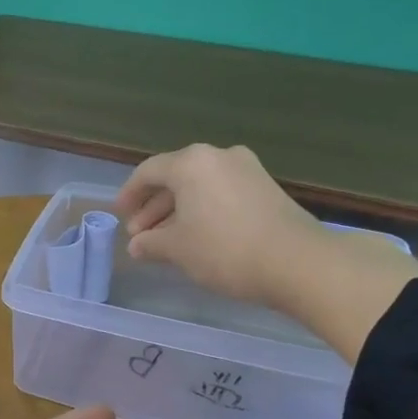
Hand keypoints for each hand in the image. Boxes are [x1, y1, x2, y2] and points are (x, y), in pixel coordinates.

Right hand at [115, 143, 328, 308]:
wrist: (298, 262)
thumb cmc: (225, 249)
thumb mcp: (178, 249)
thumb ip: (151, 243)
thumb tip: (137, 245)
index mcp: (191, 163)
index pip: (148, 172)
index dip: (129, 195)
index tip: (119, 215)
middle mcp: (218, 156)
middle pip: (175, 178)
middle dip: (153, 208)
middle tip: (140, 235)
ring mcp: (246, 169)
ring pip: (199, 187)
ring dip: (178, 211)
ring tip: (165, 241)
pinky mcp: (266, 188)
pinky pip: (221, 194)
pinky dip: (203, 211)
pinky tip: (197, 237)